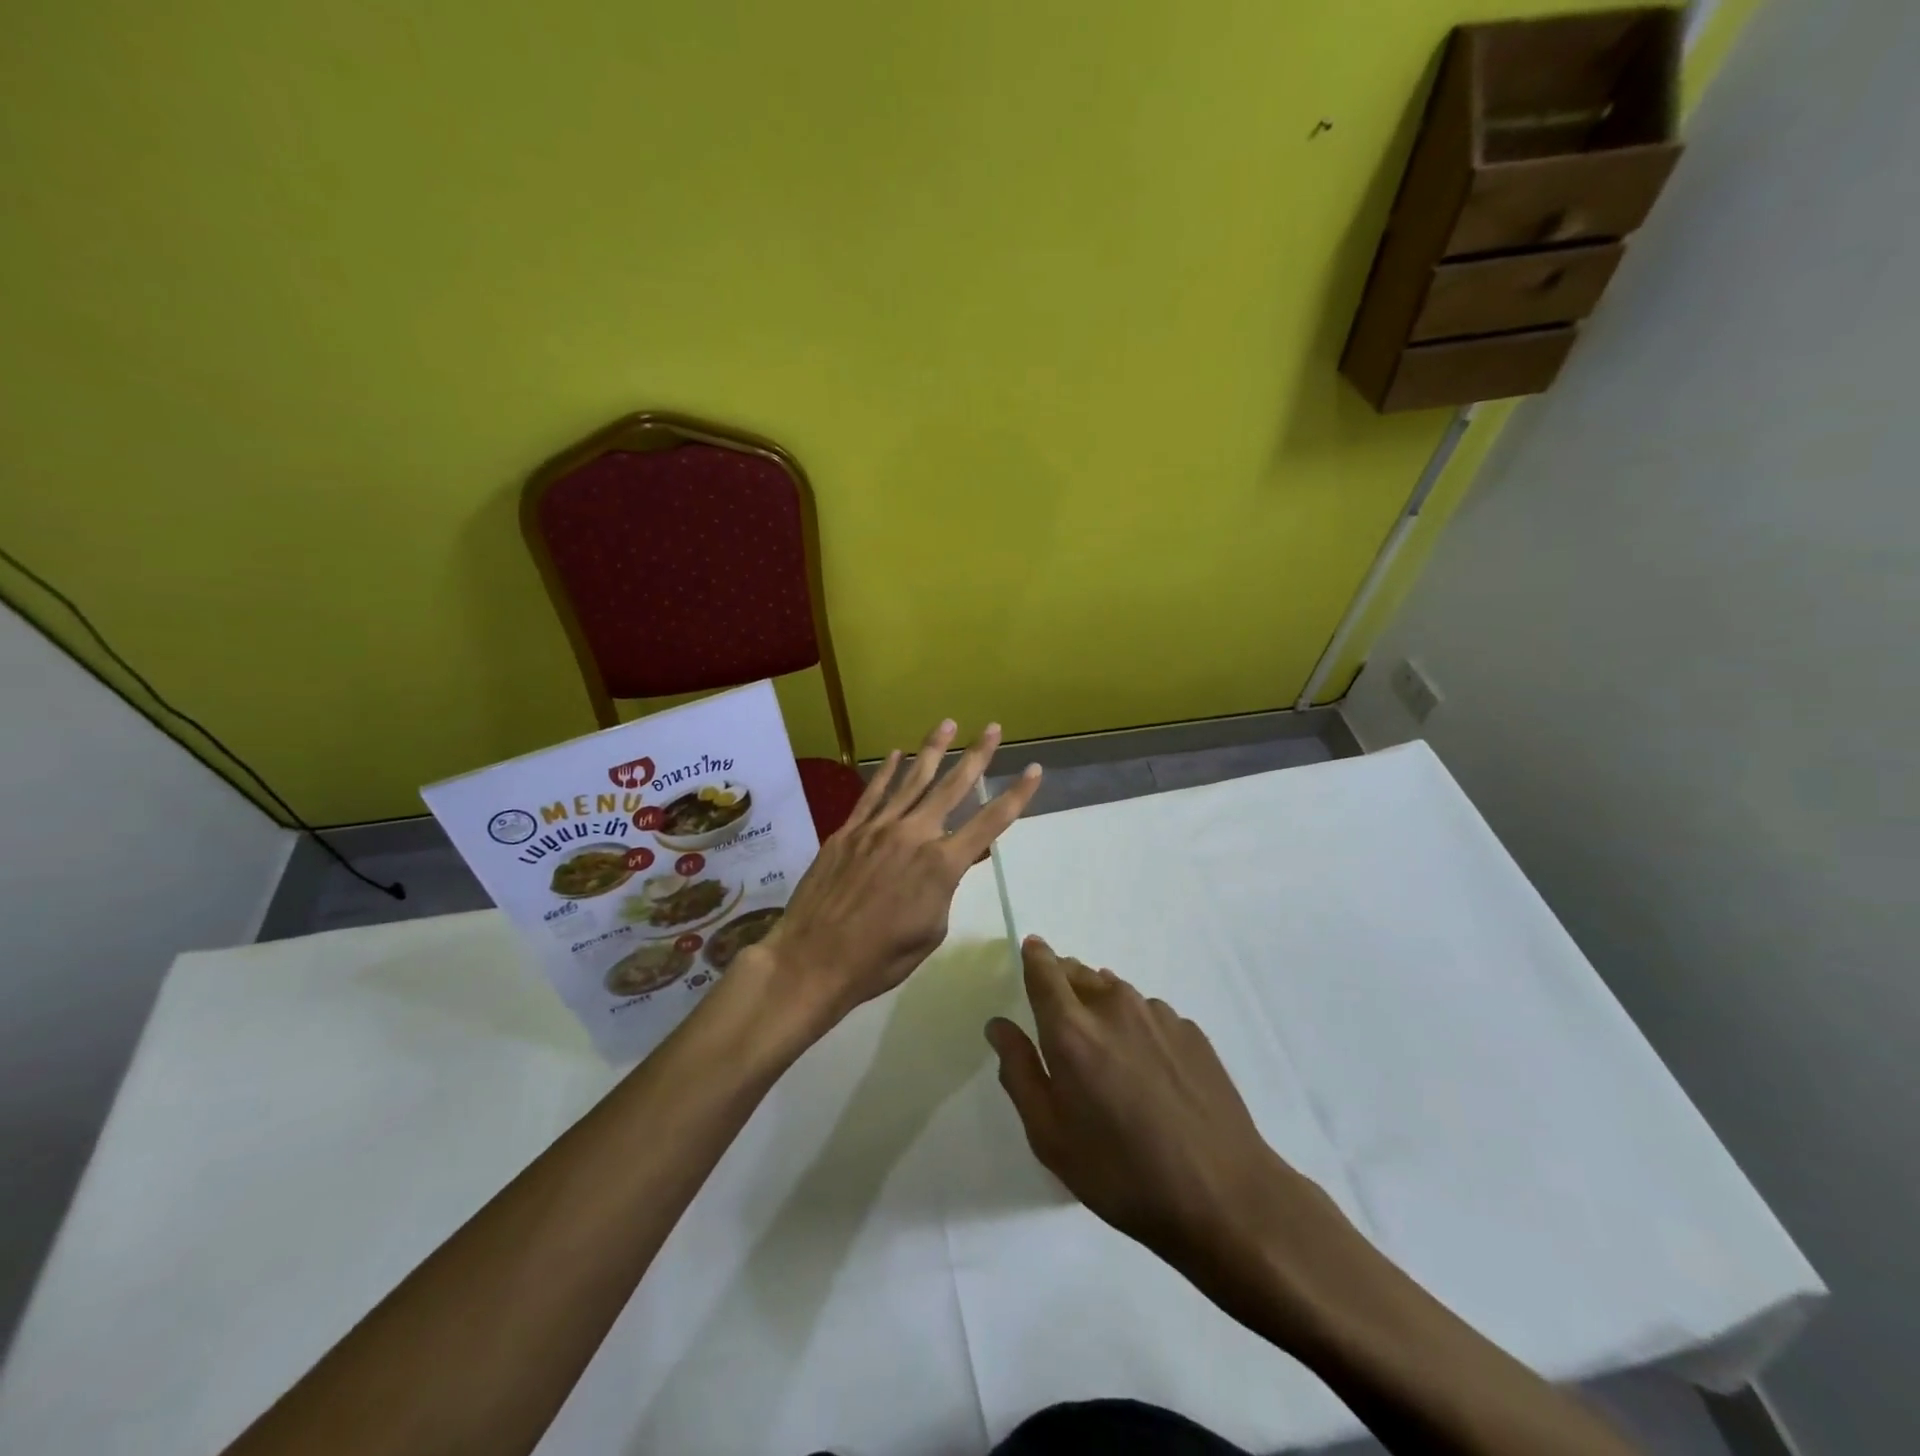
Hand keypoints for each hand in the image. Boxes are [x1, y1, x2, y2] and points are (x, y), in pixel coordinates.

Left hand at [751, 720, 1041, 1031]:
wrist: (814, 959)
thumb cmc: (881, 958)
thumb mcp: (931, 930)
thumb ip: (946, 888)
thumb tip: (957, 860)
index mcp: (942, 865)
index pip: (990, 822)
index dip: (1016, 796)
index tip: (1034, 770)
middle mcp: (914, 835)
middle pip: (952, 787)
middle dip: (977, 755)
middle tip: (993, 728)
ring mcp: (877, 828)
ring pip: (912, 780)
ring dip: (933, 750)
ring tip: (948, 724)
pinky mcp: (848, 831)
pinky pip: (873, 793)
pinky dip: (887, 772)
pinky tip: (896, 755)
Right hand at [987, 937, 1359, 1331]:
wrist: (1224, 1195)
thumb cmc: (1121, 1173)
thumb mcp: (1050, 1136)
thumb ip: (1019, 1072)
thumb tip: (999, 1025)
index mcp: (1071, 1029)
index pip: (1044, 970)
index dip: (1034, 955)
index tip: (1030, 950)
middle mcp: (1114, 1006)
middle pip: (1079, 973)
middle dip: (1062, 981)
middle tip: (1059, 1016)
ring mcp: (1158, 1015)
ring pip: (1115, 991)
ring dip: (1100, 1003)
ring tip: (1104, 1047)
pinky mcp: (1191, 1031)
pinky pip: (1149, 1013)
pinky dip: (1135, 1024)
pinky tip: (1147, 1068)